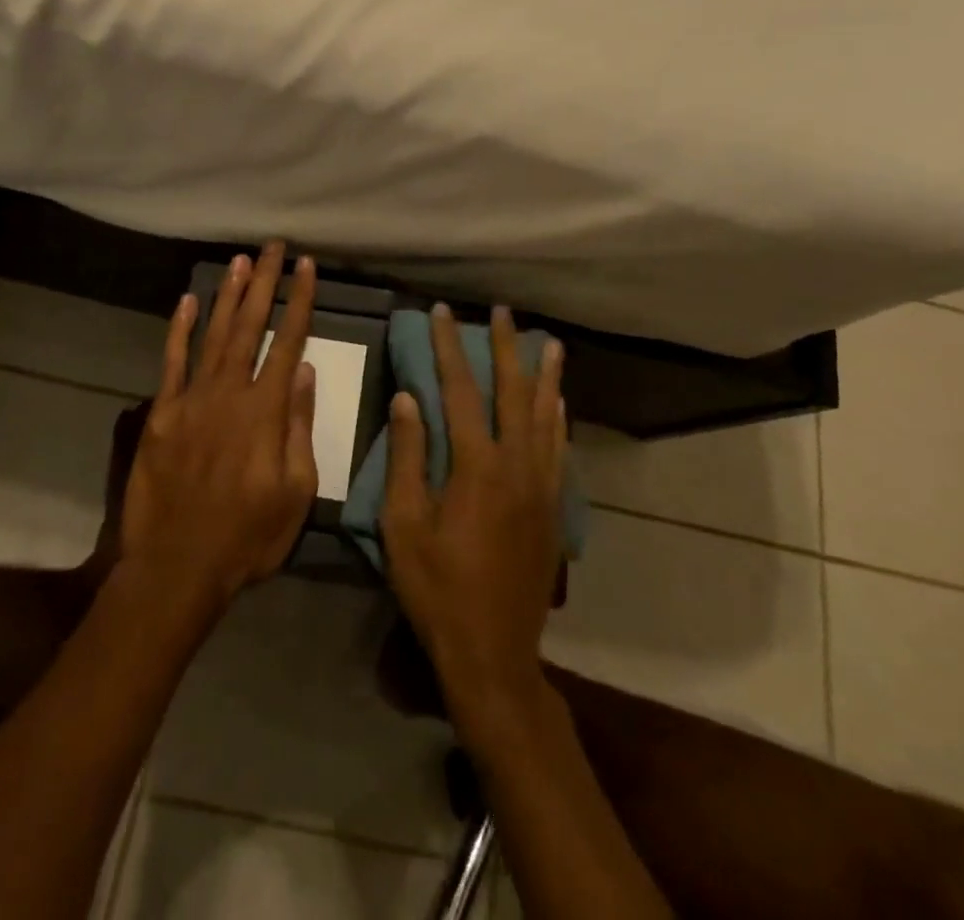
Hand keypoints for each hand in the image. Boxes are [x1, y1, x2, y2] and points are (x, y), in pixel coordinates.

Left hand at [116, 242, 318, 614]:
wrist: (177, 565)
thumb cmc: (248, 535)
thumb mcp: (296, 491)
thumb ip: (300, 426)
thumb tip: (305, 373)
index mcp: (267, 410)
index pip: (289, 342)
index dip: (300, 301)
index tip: (306, 267)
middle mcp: (230, 392)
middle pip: (251, 325)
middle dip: (265, 282)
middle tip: (273, 246)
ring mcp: (192, 399)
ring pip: (214, 334)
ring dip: (228, 295)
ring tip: (240, 261)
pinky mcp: (162, 413)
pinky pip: (172, 361)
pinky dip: (180, 329)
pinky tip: (188, 300)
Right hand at [381, 305, 566, 732]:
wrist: (493, 652)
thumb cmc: (436, 588)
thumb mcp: (404, 524)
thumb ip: (408, 457)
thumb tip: (408, 398)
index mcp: (476, 466)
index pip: (461, 390)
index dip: (449, 348)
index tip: (442, 313)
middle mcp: (517, 465)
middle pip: (512, 392)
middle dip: (506, 347)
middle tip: (502, 311)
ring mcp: (541, 487)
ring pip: (546, 416)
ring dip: (544, 375)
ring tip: (549, 342)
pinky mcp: (553, 509)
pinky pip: (559, 450)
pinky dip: (559, 418)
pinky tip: (559, 403)